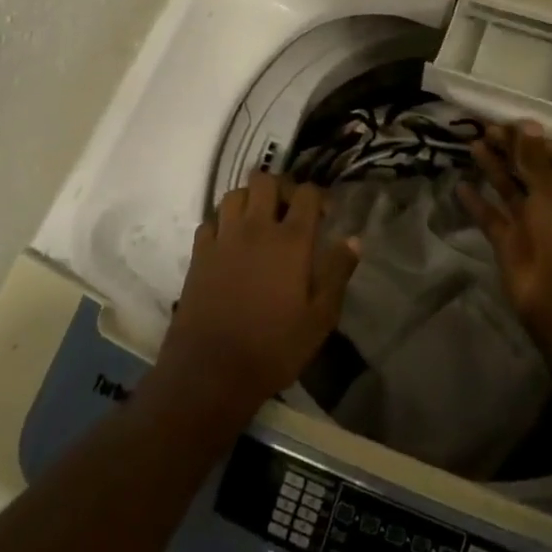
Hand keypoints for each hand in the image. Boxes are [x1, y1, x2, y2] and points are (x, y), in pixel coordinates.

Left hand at [151, 173, 359, 420]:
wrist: (211, 371)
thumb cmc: (274, 347)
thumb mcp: (320, 318)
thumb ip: (337, 273)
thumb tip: (353, 240)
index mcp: (291, 241)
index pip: (307, 194)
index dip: (318, 196)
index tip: (325, 215)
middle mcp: (256, 228)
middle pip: (265, 180)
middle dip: (281, 188)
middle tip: (289, 211)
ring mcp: (224, 238)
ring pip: (234, 194)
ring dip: (249, 199)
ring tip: (259, 221)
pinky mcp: (199, 253)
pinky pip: (210, 220)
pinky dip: (223, 222)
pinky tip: (230, 240)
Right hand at [459, 121, 551, 349]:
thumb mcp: (551, 187)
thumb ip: (534, 156)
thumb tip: (527, 123)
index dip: (536, 138)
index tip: (512, 123)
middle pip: (530, 169)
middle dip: (511, 149)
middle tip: (485, 129)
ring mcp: (531, 223)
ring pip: (509, 189)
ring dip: (493, 168)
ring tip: (473, 145)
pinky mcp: (509, 241)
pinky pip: (491, 216)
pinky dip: (477, 202)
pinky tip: (460, 185)